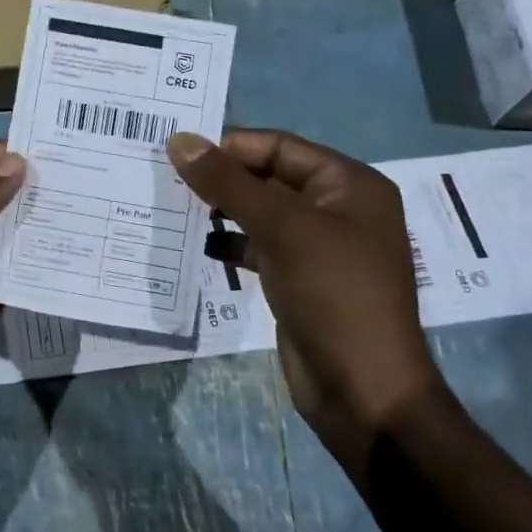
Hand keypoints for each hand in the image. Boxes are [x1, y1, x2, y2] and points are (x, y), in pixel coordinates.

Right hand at [167, 130, 440, 452]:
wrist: (363, 391)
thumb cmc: (332, 294)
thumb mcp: (281, 229)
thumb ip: (228, 183)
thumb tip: (179, 140)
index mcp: (348, 184)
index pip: (280, 146)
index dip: (231, 146)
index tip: (179, 152)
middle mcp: (337, 208)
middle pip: (270, 177)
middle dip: (223, 178)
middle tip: (168, 177)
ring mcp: (319, 246)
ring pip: (261, 212)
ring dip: (223, 209)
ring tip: (175, 207)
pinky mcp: (300, 278)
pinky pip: (260, 246)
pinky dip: (232, 243)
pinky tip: (200, 246)